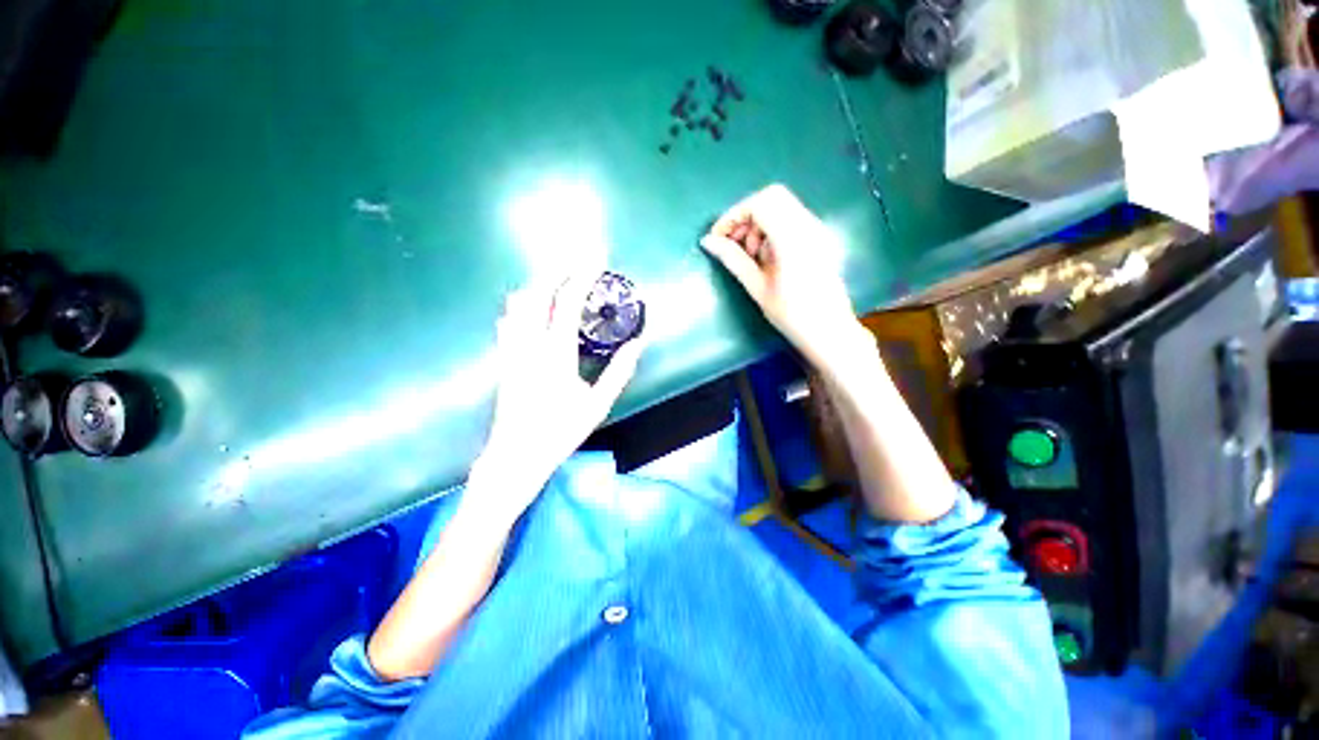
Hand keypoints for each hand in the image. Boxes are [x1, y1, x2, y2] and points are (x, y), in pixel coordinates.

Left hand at [471, 273, 645, 522]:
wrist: (517, 454)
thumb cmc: (561, 430)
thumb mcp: (598, 403)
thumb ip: (619, 371)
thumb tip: (638, 343)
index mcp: (556, 353)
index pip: (567, 302)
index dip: (582, 276)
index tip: (596, 261)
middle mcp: (530, 343)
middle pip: (538, 292)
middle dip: (558, 270)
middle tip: (577, 262)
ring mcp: (512, 349)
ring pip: (519, 303)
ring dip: (540, 285)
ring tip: (559, 280)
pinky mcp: (504, 358)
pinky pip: (508, 320)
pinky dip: (521, 305)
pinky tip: (531, 306)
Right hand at [700, 184, 865, 368]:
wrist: (829, 331)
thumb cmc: (791, 315)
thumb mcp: (757, 288)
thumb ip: (733, 259)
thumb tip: (708, 242)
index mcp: (793, 239)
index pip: (760, 204)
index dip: (733, 215)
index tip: (718, 237)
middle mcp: (809, 226)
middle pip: (772, 197)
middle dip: (746, 216)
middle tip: (734, 245)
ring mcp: (818, 229)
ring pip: (782, 205)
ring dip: (759, 222)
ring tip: (751, 256)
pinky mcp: (820, 237)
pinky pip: (791, 218)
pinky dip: (772, 228)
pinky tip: (767, 256)